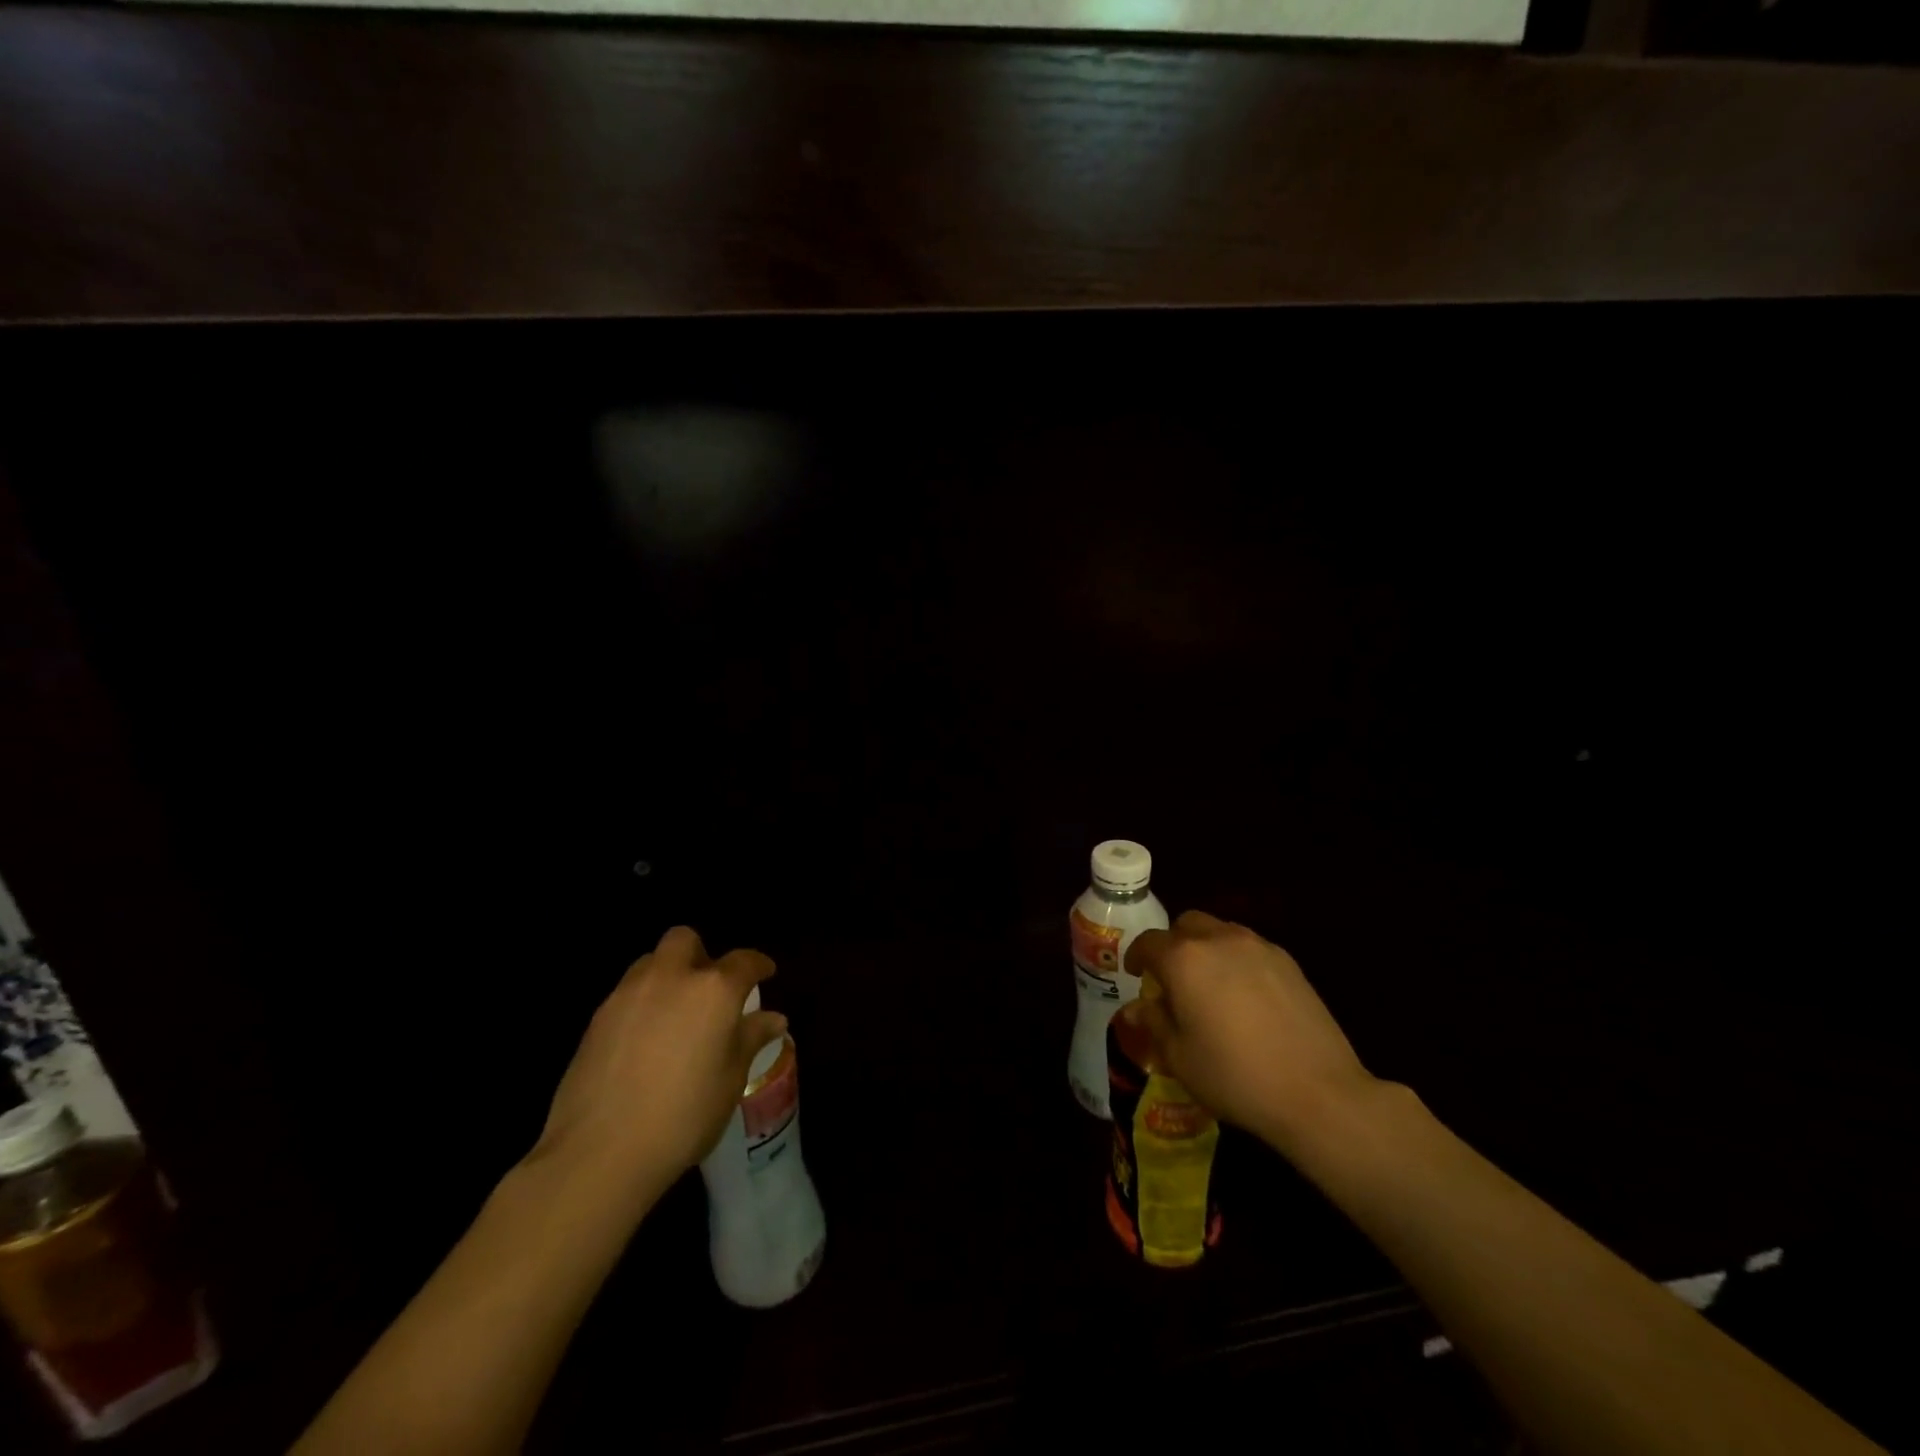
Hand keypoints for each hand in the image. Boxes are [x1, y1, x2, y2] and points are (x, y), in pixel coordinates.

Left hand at [527, 926, 786, 1212]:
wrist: (599, 1153)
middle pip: (685, 941)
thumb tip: (774, 1019)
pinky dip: (642, 1004)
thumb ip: (750, 1039)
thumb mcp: (730, 1079)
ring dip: (668, 975)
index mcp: (713, 989)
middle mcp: (670, 978)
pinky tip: (645, 1042)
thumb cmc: (683, 1115)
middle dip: (701, 955)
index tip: (766, 974)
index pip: (744, 961)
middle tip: (709, 988)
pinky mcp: (596, 1019)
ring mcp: (627, 995)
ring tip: (675, 1014)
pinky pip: (627, 994)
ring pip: (651, 963)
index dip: (758, 965)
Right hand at [1126, 910, 1378, 1158]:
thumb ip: (1154, 1023)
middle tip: (1173, 977)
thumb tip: (1137, 1007)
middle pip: (1186, 925)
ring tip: (1210, 985)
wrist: (1319, 1093)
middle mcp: (1219, 940)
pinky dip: (1237, 960)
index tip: (1136, 974)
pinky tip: (1245, 997)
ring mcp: (1258, 947)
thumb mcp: (1179, 1057)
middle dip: (1174, 944)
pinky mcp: (1289, 962)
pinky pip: (1250, 948)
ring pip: (1220, 931)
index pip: (1149, 942)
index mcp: (1184, 959)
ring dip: (1206, 948)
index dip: (1137, 956)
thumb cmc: (1235, 1076)